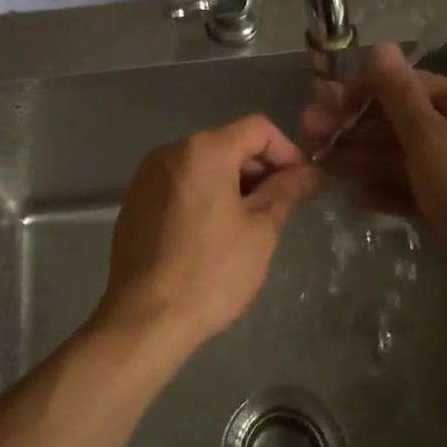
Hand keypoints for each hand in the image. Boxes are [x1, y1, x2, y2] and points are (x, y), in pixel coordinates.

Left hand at [99, 114, 323, 348]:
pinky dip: (203, 196)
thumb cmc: (212, 272)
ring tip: (248, 225)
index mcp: (203, 150)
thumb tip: (311, 172)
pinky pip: (180, 184)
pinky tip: (211, 235)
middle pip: (228, 143)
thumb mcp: (261, 231)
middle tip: (279, 210)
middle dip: (259, 170)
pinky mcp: (135, 201)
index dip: (287, 152)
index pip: (258, 129)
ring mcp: (147, 175)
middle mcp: (170, 151)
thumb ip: (286, 192)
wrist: (145, 318)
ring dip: (232, 184)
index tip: (301, 186)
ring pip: (203, 165)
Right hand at [300, 44, 446, 278]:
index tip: (330, 104)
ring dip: (364, 159)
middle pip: (404, 124)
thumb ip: (399, 93)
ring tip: (323, 166)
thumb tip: (380, 47)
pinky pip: (416, 190)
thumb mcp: (430, 136)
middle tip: (312, 136)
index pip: (414, 87)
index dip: (369, 91)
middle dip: (358, 129)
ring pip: (406, 159)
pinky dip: (387, 190)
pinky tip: (356, 197)